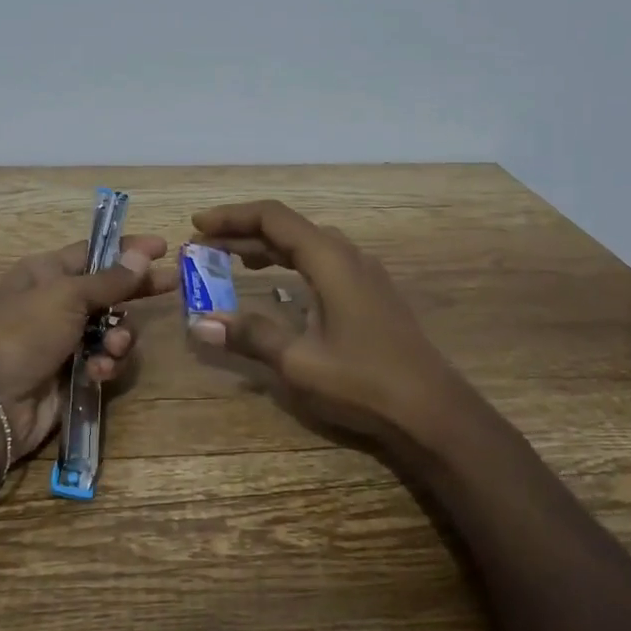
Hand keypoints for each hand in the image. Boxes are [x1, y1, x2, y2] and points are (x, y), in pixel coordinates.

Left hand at [0, 234, 174, 461]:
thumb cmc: (23, 332)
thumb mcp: (67, 296)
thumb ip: (110, 279)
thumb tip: (143, 253)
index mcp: (46, 273)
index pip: (94, 252)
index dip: (127, 249)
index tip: (163, 247)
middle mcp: (56, 303)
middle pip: (108, 290)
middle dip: (137, 290)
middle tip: (173, 286)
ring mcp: (64, 341)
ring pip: (112, 329)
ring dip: (120, 337)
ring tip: (113, 346)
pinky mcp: (72, 374)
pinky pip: (104, 361)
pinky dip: (106, 365)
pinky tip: (99, 372)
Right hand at [188, 201, 461, 446]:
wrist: (433, 413)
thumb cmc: (364, 383)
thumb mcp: (299, 362)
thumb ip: (250, 335)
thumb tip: (200, 322)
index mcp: (329, 260)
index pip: (272, 218)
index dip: (232, 217)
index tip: (197, 225)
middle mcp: (347, 256)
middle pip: (288, 227)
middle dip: (243, 232)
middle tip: (204, 246)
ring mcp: (364, 275)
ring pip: (306, 244)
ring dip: (267, 247)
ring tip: (231, 259)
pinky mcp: (371, 294)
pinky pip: (322, 262)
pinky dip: (290, 262)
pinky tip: (278, 284)